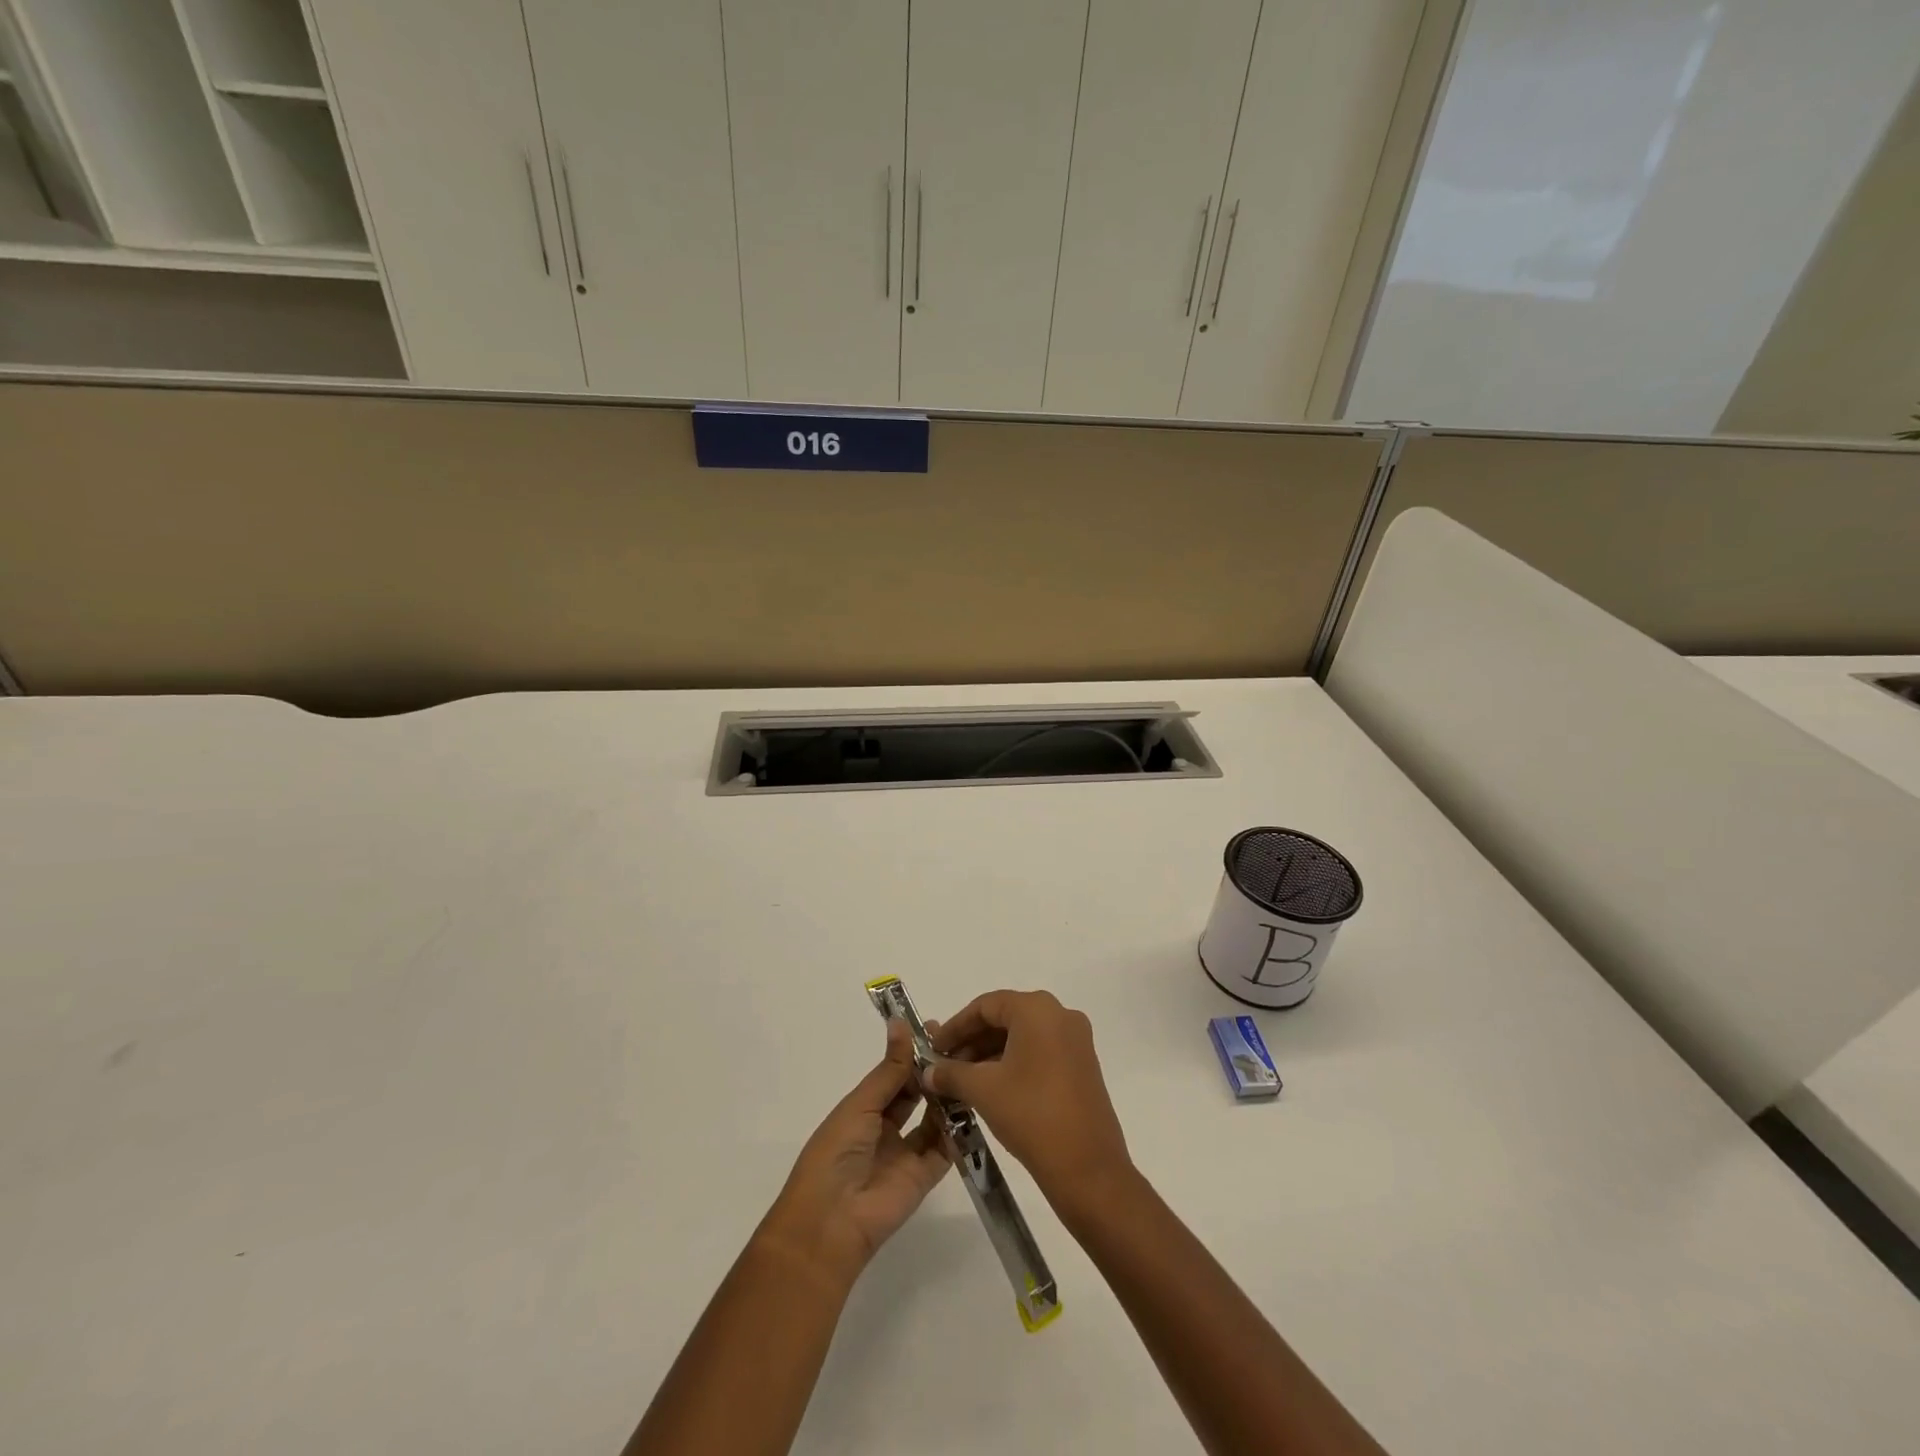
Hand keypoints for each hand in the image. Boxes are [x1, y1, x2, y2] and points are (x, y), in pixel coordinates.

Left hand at [758, 1020, 950, 1289]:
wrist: (830, 1222)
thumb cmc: (835, 1154)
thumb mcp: (860, 1105)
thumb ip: (889, 1070)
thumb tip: (900, 1023)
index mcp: (863, 1110)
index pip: (893, 1076)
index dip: (912, 1053)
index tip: (936, 1028)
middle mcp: (885, 1129)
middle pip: (915, 1095)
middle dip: (933, 1072)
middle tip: (960, 1046)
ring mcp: (906, 1153)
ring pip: (933, 1118)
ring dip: (947, 1096)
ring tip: (969, 1069)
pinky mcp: (924, 1177)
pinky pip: (946, 1149)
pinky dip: (958, 1130)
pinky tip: (972, 1104)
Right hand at [926, 990, 1131, 1207]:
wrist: (1088, 1169)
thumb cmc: (1031, 1115)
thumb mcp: (983, 1090)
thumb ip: (952, 1074)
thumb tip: (929, 1072)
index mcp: (1037, 1009)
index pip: (986, 1005)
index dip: (955, 1026)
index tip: (933, 1049)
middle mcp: (1060, 1015)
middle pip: (1005, 1017)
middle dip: (972, 1041)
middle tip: (946, 1067)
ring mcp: (1076, 1040)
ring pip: (1023, 1036)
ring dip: (991, 1054)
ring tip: (964, 1081)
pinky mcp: (1083, 1065)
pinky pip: (1040, 1051)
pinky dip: (1014, 1063)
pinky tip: (992, 1088)